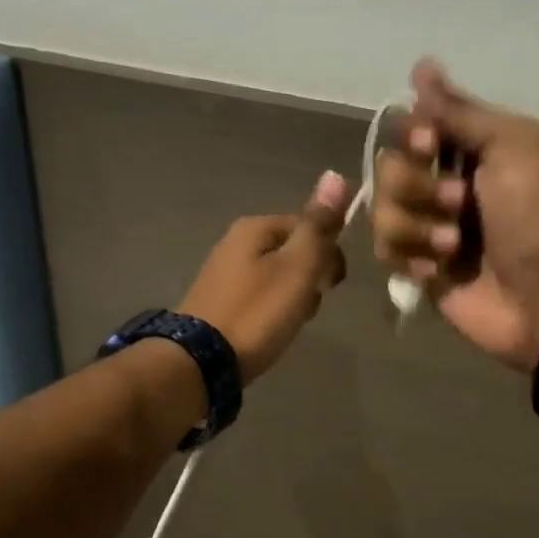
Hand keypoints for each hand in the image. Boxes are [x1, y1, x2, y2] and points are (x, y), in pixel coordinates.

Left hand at [178, 170, 353, 380]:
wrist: (202, 361)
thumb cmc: (258, 312)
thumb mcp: (298, 267)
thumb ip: (319, 226)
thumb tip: (336, 176)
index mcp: (255, 227)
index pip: (310, 226)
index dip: (330, 254)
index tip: (334, 285)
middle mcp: (236, 241)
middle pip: (293, 251)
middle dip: (310, 277)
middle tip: (308, 306)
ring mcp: (224, 272)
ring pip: (278, 275)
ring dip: (294, 297)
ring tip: (290, 322)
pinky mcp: (219, 301)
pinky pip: (260, 295)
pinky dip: (272, 310)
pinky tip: (271, 330)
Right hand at [373, 59, 538, 371]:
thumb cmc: (537, 216)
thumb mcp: (512, 146)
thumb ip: (461, 111)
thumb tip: (421, 65)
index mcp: (469, 149)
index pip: (411, 123)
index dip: (412, 133)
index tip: (430, 143)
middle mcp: (443, 183)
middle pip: (388, 166)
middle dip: (417, 185)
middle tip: (460, 204)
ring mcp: (429, 229)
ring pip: (381, 211)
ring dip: (417, 227)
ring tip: (455, 247)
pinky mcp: (420, 270)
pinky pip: (386, 252)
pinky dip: (412, 258)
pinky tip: (440, 272)